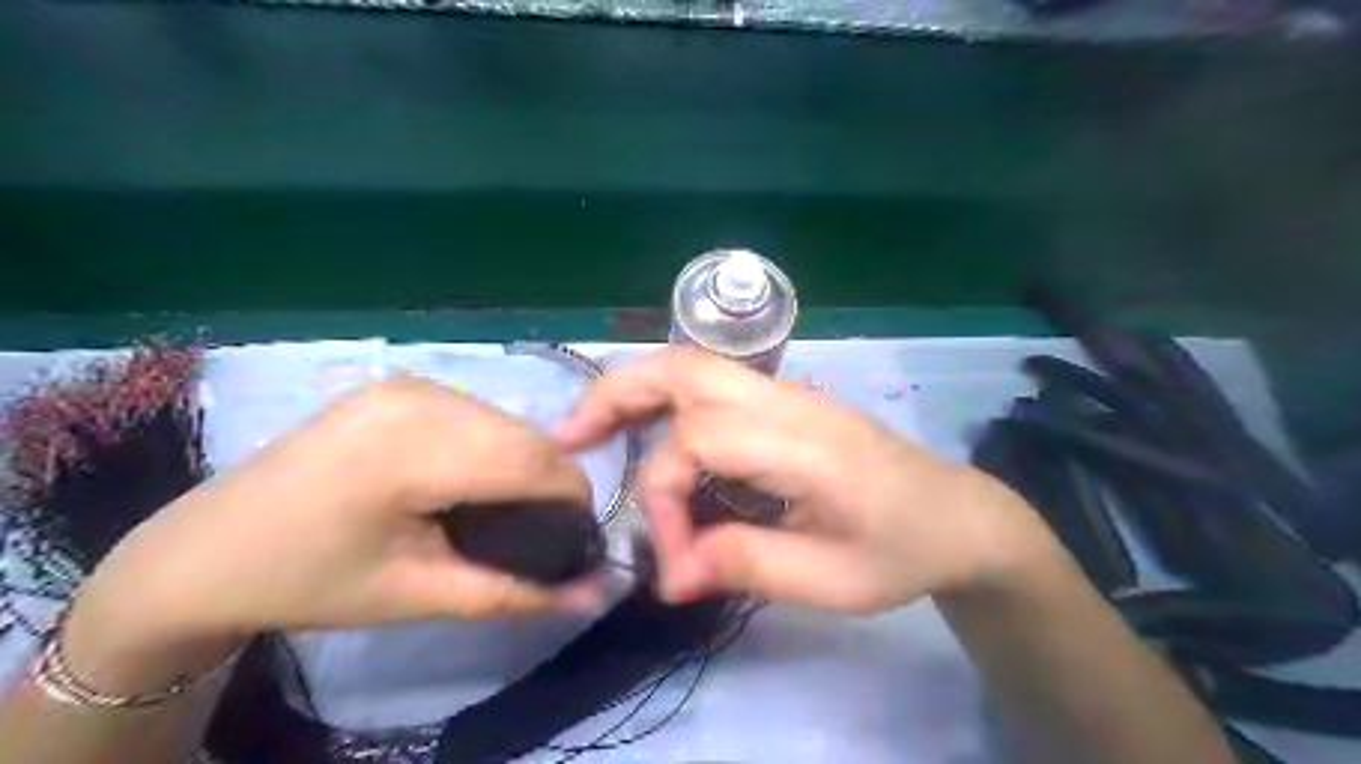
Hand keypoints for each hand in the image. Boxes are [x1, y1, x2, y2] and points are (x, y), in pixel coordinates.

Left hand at [62, 376, 593, 691]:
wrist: (204, 552)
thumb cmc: (310, 582)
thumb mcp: (417, 595)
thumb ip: (514, 592)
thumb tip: (596, 594)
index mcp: (414, 448)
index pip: (534, 461)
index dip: (572, 499)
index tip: (580, 539)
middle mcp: (418, 397)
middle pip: (526, 436)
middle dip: (552, 483)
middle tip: (546, 532)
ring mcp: (406, 385)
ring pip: (506, 421)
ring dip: (525, 463)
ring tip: (510, 510)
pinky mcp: (398, 387)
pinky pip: (477, 413)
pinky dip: (495, 446)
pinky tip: (474, 479)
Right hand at [551, 349, 1050, 611]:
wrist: (957, 514)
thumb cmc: (902, 550)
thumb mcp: (830, 581)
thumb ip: (745, 565)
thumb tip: (669, 575)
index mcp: (803, 441)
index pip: (697, 441)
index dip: (663, 498)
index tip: (672, 561)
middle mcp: (788, 399)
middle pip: (684, 367)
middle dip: (616, 394)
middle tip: (568, 436)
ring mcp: (787, 392)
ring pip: (692, 365)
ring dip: (634, 389)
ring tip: (591, 429)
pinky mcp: (784, 401)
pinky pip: (710, 385)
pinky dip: (663, 399)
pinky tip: (645, 432)